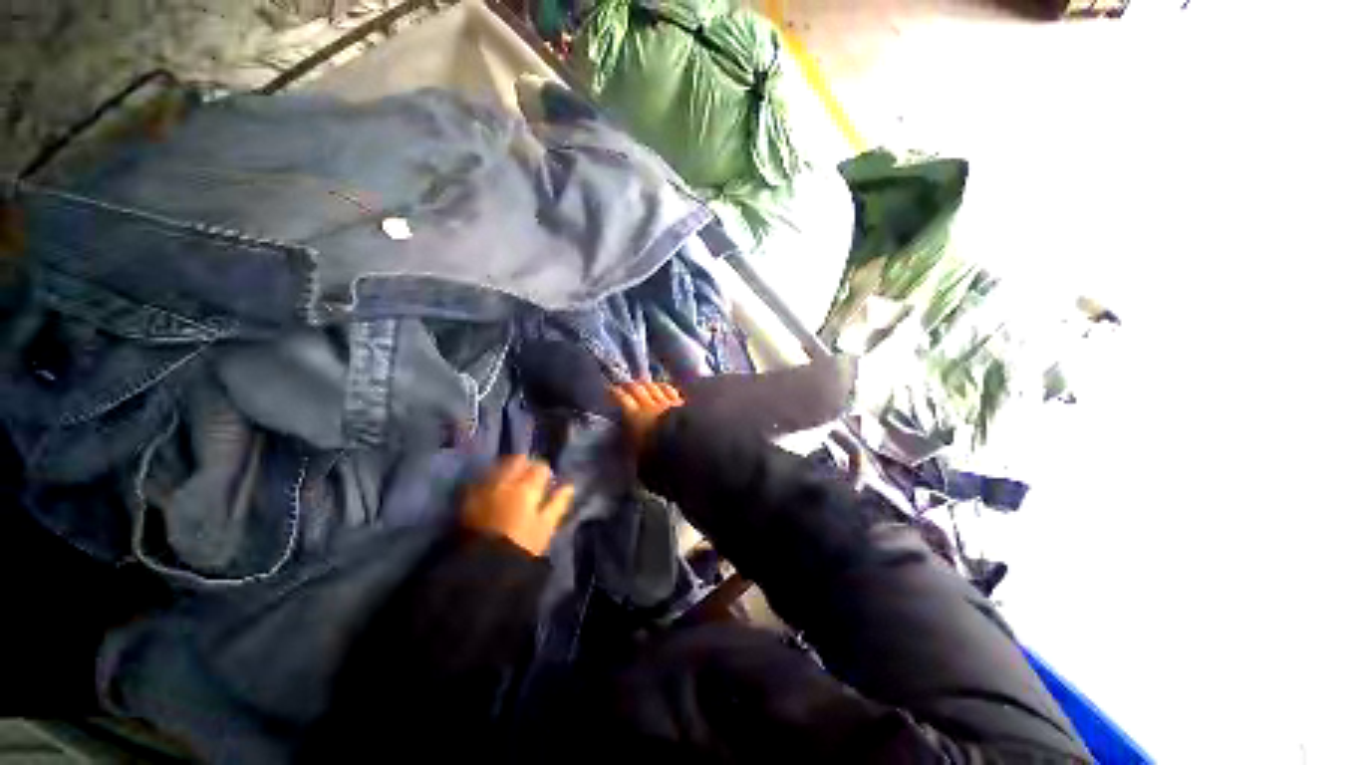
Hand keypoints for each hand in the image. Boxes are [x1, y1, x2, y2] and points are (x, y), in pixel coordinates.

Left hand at [462, 455, 573, 555]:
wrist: (484, 567)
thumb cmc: (523, 546)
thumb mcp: (546, 527)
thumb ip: (558, 503)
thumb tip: (569, 487)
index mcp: (527, 488)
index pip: (540, 468)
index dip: (544, 473)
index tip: (545, 482)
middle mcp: (505, 482)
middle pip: (516, 461)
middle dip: (524, 465)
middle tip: (527, 477)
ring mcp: (484, 489)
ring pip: (497, 467)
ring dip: (505, 470)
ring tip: (509, 482)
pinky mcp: (467, 500)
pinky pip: (479, 481)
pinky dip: (488, 481)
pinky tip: (491, 490)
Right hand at [610, 381, 683, 454]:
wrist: (686, 449)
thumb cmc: (658, 456)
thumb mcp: (637, 454)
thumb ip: (631, 442)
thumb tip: (626, 436)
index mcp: (635, 418)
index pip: (622, 399)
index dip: (614, 393)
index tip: (609, 391)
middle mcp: (650, 406)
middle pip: (637, 389)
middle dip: (628, 385)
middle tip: (623, 385)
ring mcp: (667, 403)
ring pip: (654, 387)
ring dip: (646, 384)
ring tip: (641, 384)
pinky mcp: (681, 404)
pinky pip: (670, 390)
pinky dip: (663, 387)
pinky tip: (662, 387)